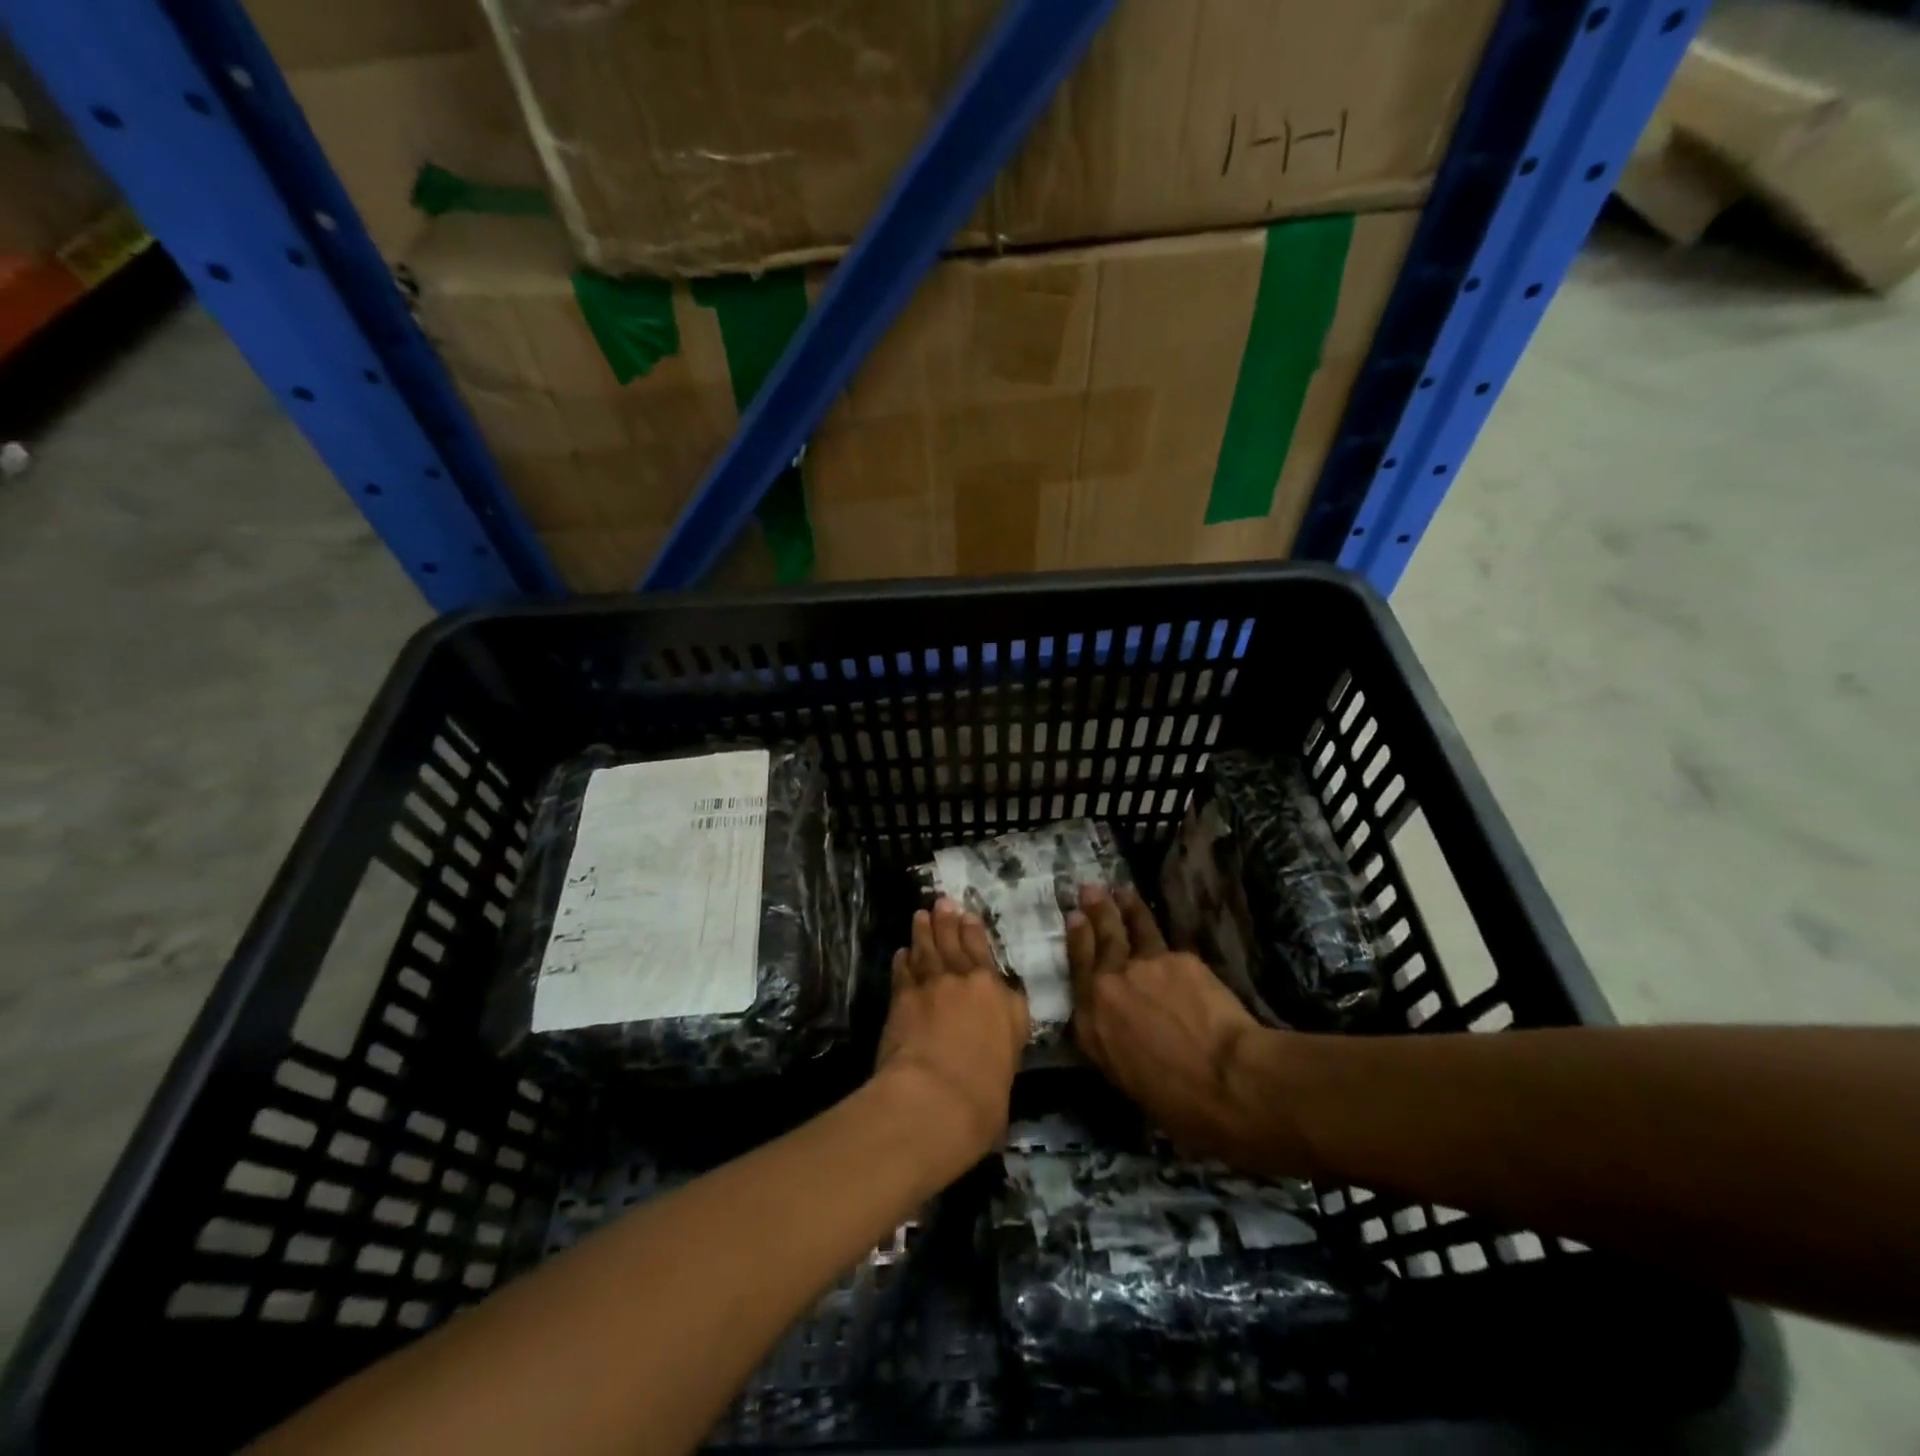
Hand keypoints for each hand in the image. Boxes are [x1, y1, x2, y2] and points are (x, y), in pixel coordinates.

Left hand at [875, 898, 1029, 1169]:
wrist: (937, 1097)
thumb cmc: (985, 1093)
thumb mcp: (1011, 1060)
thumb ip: (1005, 1030)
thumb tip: (999, 1018)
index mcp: (999, 997)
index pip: (986, 956)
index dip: (975, 933)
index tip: (968, 916)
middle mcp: (967, 982)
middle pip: (955, 944)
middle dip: (948, 921)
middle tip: (942, 902)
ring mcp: (932, 986)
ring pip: (928, 950)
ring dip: (924, 931)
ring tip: (921, 915)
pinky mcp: (903, 997)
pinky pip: (903, 971)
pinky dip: (903, 960)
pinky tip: (901, 952)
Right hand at [1068, 885, 1302, 1168]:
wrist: (1225, 1079)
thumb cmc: (1178, 1103)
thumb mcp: (1128, 1080)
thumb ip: (1115, 1044)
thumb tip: (1122, 1031)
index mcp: (1091, 1025)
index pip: (1078, 972)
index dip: (1076, 941)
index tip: (1074, 918)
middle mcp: (1108, 986)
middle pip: (1100, 939)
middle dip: (1094, 911)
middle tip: (1090, 888)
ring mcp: (1142, 966)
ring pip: (1131, 928)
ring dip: (1123, 906)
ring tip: (1120, 890)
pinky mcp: (1177, 958)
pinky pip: (1165, 942)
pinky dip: (1159, 932)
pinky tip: (1163, 931)